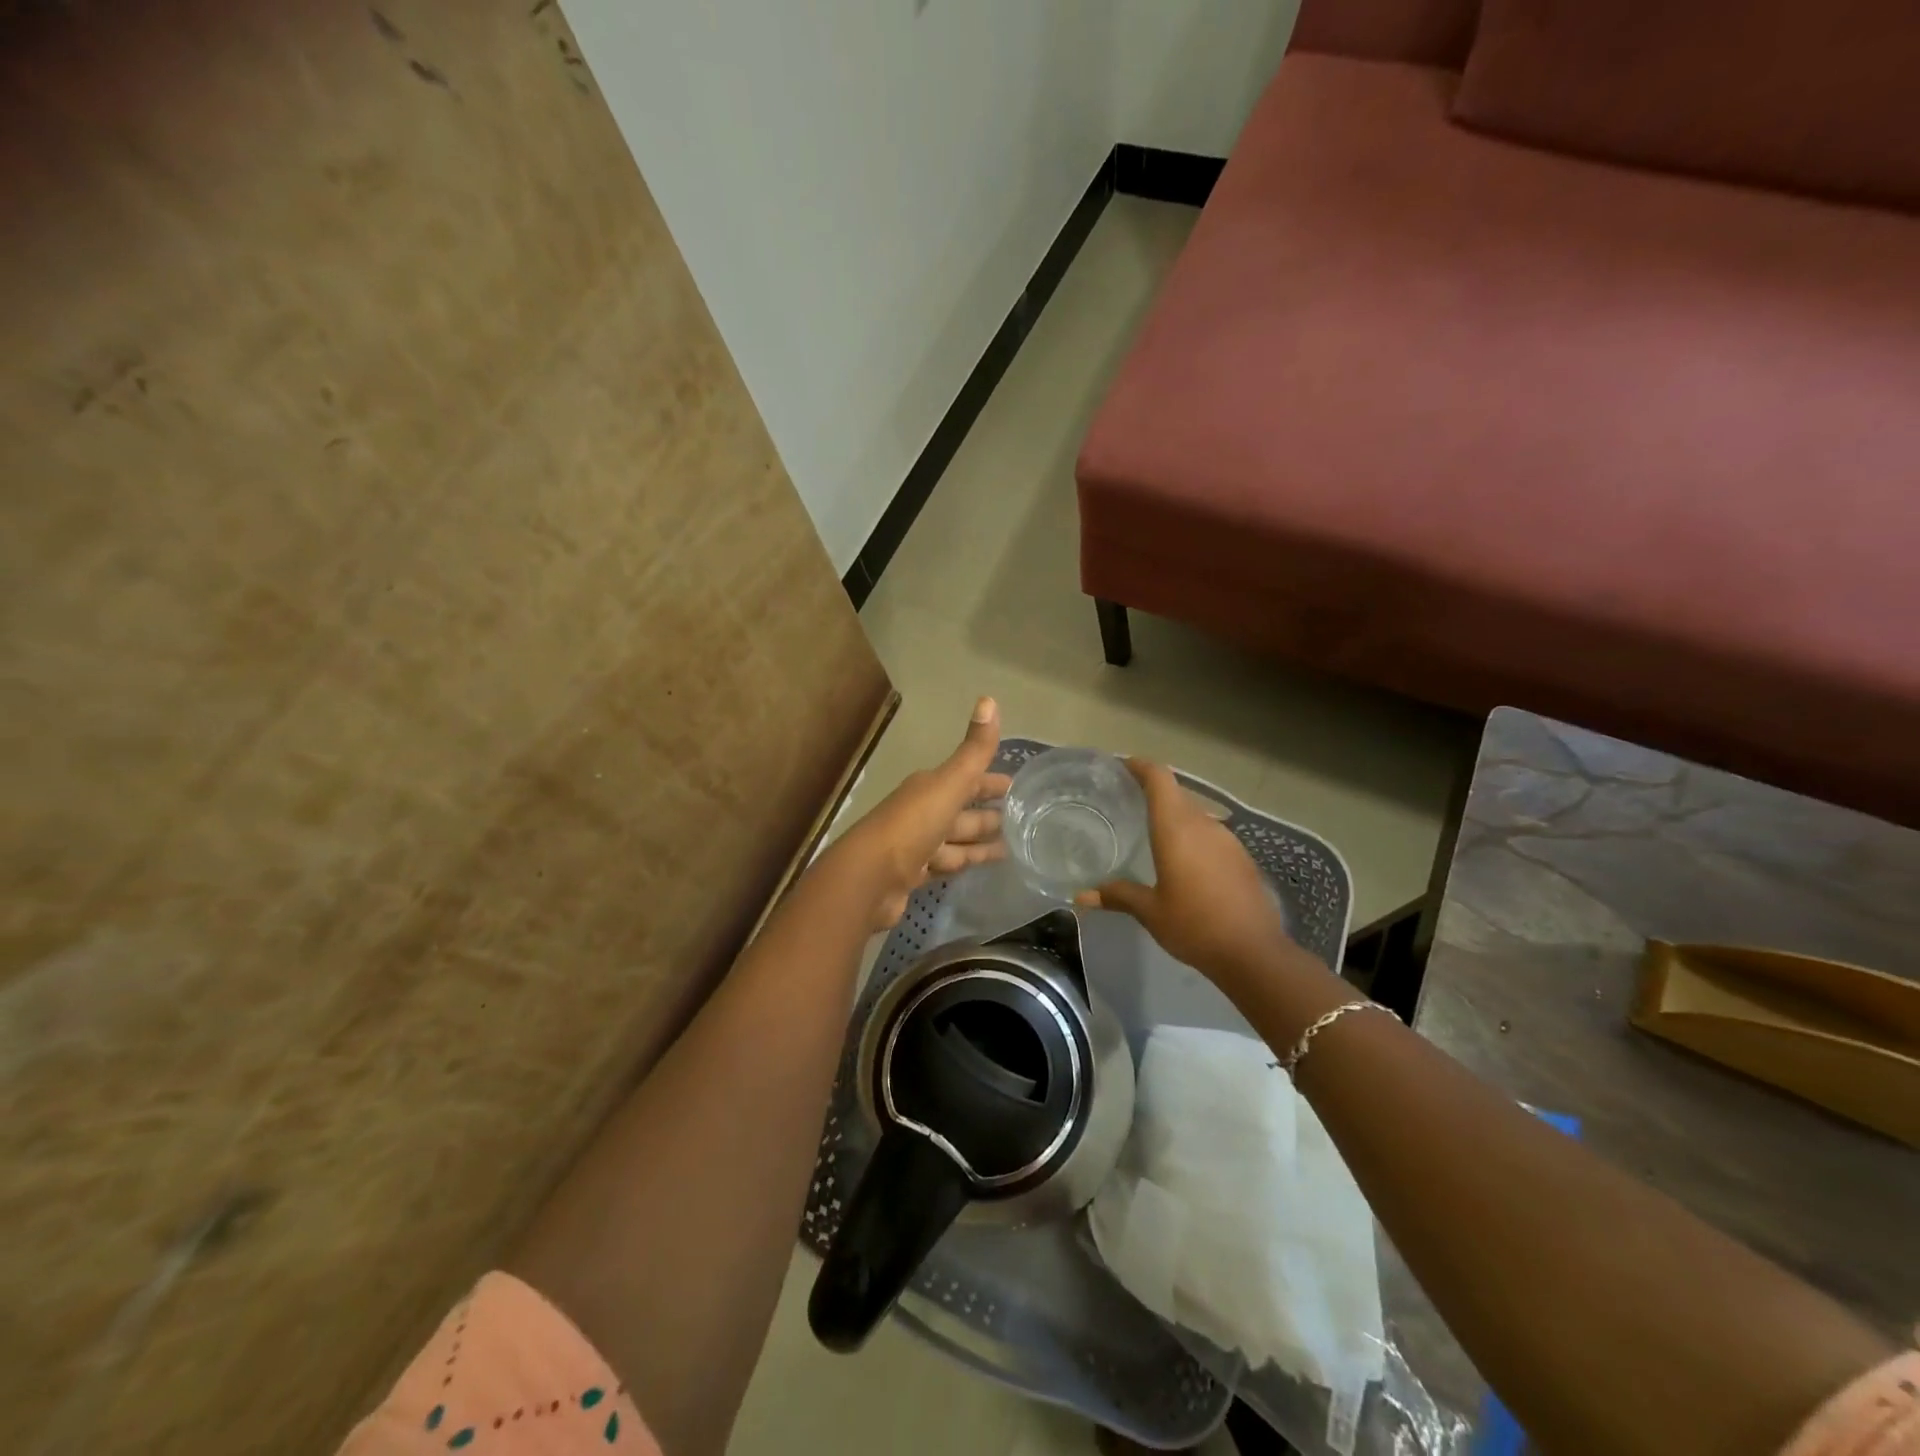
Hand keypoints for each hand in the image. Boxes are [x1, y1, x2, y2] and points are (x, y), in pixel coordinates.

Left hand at [839, 698, 1010, 929]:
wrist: (869, 878)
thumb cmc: (912, 825)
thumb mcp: (948, 783)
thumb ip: (973, 750)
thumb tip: (989, 698)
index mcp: (929, 787)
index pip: (967, 779)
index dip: (991, 782)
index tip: (1017, 787)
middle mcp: (921, 812)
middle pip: (962, 810)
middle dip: (989, 812)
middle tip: (1024, 820)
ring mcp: (917, 845)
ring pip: (956, 839)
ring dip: (980, 841)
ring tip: (1014, 847)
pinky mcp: (913, 874)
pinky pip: (947, 864)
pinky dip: (965, 862)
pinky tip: (983, 867)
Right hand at [1075, 758, 1306, 987]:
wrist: (1254, 952)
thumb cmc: (1194, 925)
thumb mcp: (1150, 912)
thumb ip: (1118, 896)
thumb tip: (1081, 896)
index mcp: (1176, 828)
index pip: (1159, 778)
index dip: (1140, 766)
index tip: (1122, 765)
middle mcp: (1203, 824)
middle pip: (1177, 793)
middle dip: (1153, 791)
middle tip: (1127, 800)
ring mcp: (1227, 840)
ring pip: (1195, 814)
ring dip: (1174, 815)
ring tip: (1151, 831)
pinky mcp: (1241, 857)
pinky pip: (1210, 834)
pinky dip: (1192, 835)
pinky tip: (1183, 860)